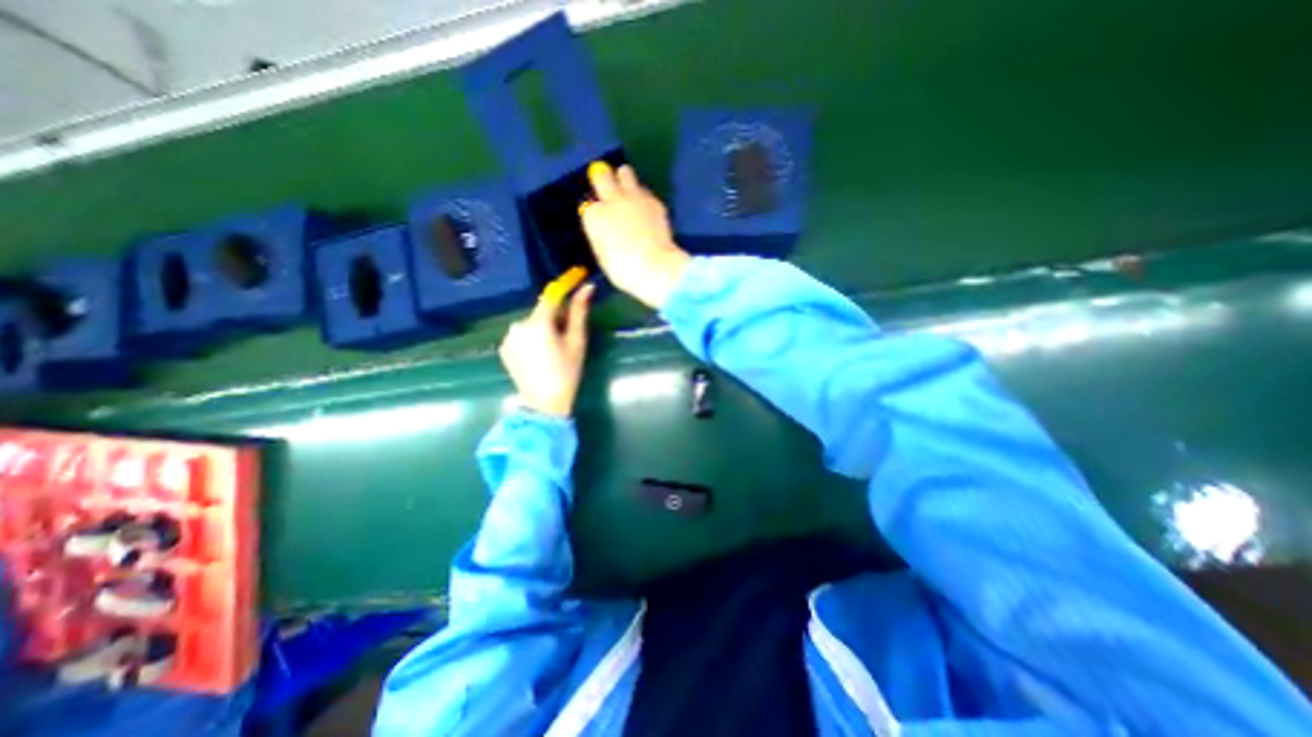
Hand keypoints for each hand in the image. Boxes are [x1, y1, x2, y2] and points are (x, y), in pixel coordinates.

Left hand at [498, 281, 596, 417]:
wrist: (544, 403)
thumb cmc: (566, 372)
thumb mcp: (577, 342)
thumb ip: (579, 312)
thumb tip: (587, 288)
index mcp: (538, 322)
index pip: (552, 295)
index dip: (565, 286)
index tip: (577, 277)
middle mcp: (519, 324)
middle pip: (541, 311)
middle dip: (555, 317)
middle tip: (567, 335)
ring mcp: (508, 337)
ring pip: (531, 323)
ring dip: (542, 328)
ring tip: (552, 349)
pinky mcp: (503, 348)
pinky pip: (521, 335)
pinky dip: (531, 338)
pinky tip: (538, 355)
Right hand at [578, 161, 690, 307]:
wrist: (654, 266)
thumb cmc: (623, 270)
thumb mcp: (603, 255)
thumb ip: (601, 236)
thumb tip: (605, 230)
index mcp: (594, 216)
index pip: (589, 206)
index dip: (595, 211)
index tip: (599, 217)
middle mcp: (611, 200)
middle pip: (602, 177)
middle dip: (603, 179)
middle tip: (606, 184)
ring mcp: (634, 197)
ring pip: (625, 173)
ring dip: (624, 178)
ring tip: (626, 187)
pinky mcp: (653, 201)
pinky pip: (644, 191)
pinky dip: (642, 196)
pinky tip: (645, 207)